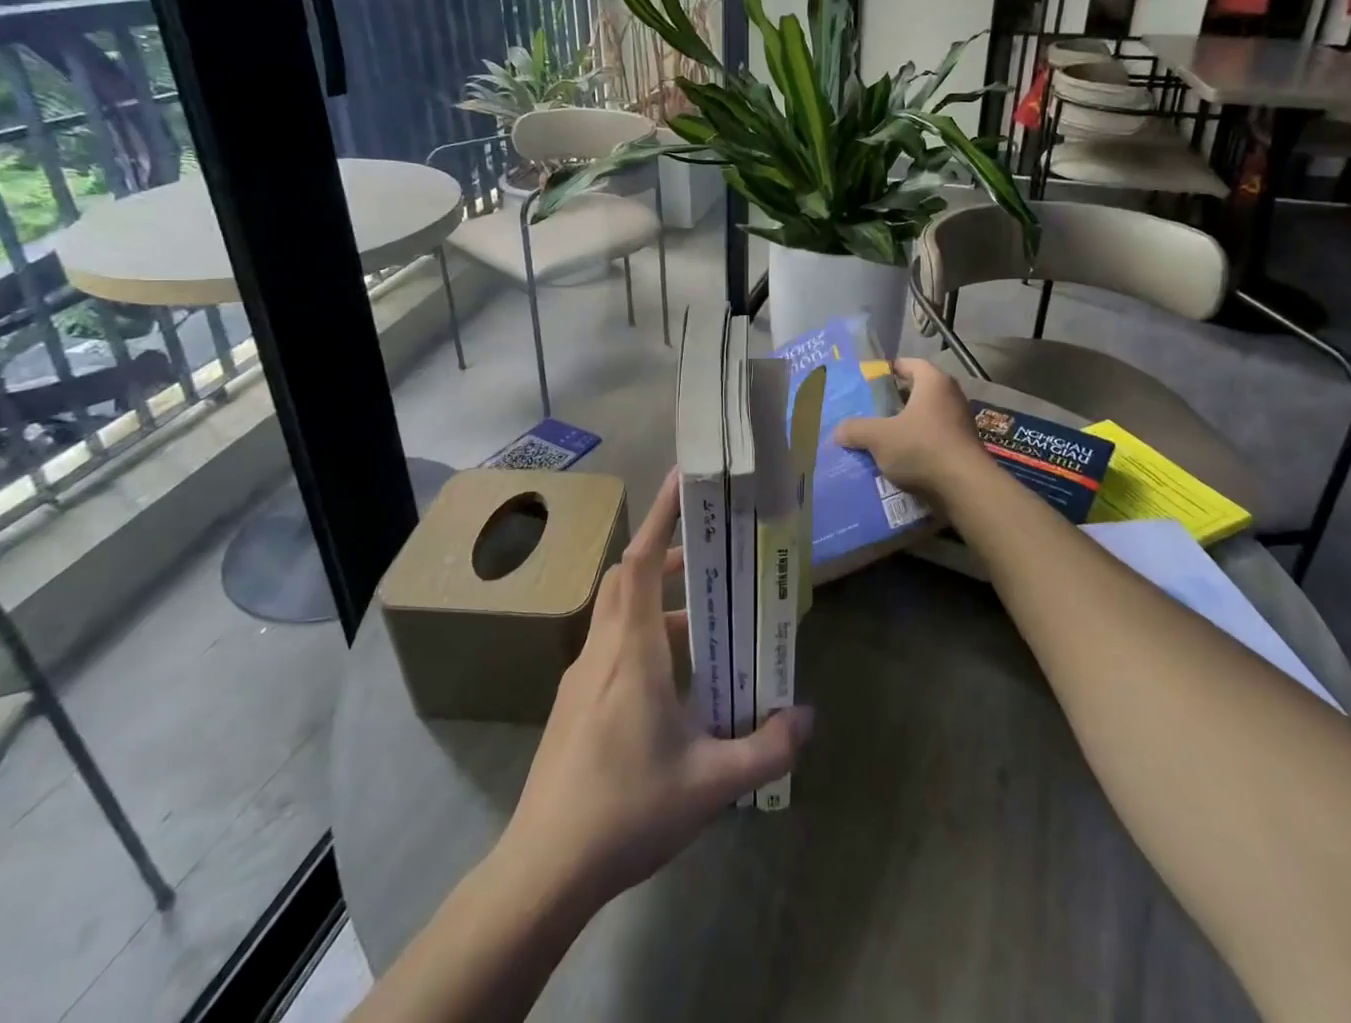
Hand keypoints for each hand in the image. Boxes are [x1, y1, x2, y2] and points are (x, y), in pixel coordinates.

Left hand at [497, 469, 814, 909]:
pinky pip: (610, 647)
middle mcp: (602, 650)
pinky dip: (641, 638)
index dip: (660, 516)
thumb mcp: (710, 783)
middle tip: (707, 554)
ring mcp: (580, 677)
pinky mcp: (572, 704)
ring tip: (703, 622)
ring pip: (617, 614)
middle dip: (664, 554)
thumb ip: (766, 749)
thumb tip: (807, 718)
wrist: (543, 869)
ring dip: (656, 602)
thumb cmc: (627, 810)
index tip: (682, 481)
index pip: (640, 562)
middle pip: (626, 578)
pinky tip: (670, 681)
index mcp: (632, 651)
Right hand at [835, 358, 988, 506]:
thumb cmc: (921, 448)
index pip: (909, 364)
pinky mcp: (963, 447)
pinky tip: (899, 458)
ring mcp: (960, 422)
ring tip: (880, 436)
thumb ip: (855, 429)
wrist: (965, 488)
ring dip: (905, 424)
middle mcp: (951, 396)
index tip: (869, 380)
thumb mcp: (879, 437)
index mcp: (933, 382)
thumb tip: (838, 431)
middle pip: (917, 391)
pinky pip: (934, 438)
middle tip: (869, 410)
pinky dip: (917, 443)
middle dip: (894, 400)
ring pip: (925, 416)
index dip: (889, 369)